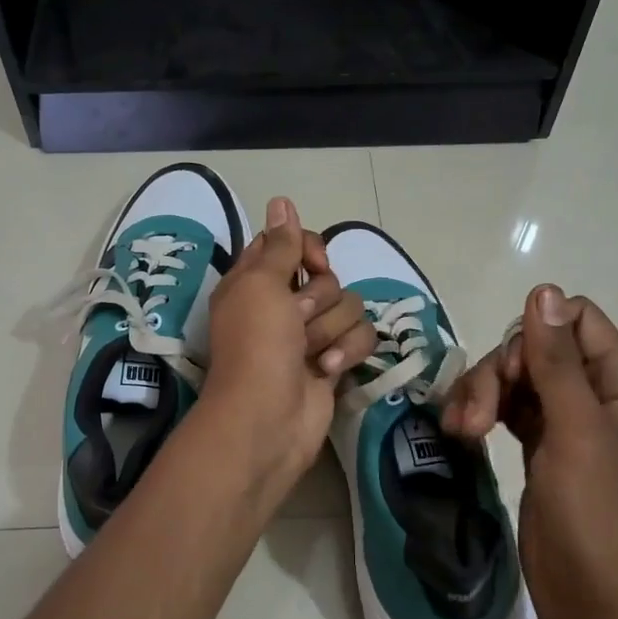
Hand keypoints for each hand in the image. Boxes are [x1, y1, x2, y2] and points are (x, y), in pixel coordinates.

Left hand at [199, 197, 376, 500]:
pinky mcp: (334, 361)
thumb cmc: (257, 345)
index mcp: (256, 281)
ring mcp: (310, 335)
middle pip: (327, 277)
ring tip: (310, 354)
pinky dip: (347, 351)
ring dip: (331, 329)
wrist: (267, 418)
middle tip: (296, 320)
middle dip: (319, 299)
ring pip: (349, 306)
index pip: (290, 243)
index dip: (306, 248)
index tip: (312, 263)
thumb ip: (279, 244)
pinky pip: (361, 337)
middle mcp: (283, 305)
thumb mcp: (261, 284)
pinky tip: (328, 370)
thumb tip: (281, 200)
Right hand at [441, 285, 617, 618]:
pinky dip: (482, 415)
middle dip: (498, 372)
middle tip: (477, 416)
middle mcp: (593, 398)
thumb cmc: (598, 517)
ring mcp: (564, 427)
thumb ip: (556, 362)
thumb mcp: (577, 432)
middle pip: (536, 350)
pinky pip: (506, 412)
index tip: (511, 369)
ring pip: (514, 381)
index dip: (536, 332)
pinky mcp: (538, 453)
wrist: (599, 604)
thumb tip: (543, 290)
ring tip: (461, 431)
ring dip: (482, 395)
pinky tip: (462, 433)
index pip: (577, 321)